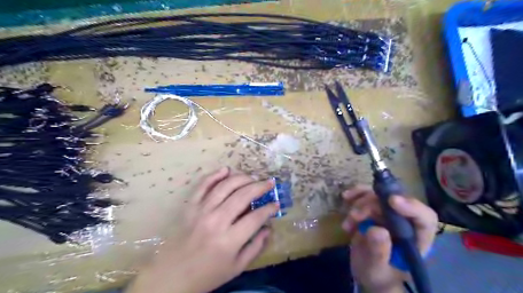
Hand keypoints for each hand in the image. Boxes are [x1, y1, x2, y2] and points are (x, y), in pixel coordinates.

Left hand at [127, 167, 277, 292]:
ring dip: (242, 178)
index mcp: (229, 240)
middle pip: (242, 196)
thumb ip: (256, 247)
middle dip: (260, 187)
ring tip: (253, 177)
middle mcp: (216, 221)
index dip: (269, 208)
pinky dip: (214, 175)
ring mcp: (201, 211)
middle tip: (270, 183)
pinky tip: (226, 170)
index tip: (276, 204)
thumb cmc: (207, 274)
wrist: (172, 276)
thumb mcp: (236, 267)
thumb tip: (268, 228)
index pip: (256, 217)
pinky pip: (202, 186)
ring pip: (225, 186)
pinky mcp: (190, 207)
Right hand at [344, 187, 437, 291]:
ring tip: (349, 220)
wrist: (368, 273)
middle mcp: (405, 223)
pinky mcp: (374, 210)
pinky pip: (366, 194)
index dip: (411, 206)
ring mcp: (389, 215)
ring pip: (378, 196)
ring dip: (360, 203)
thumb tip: (377, 229)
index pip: (424, 218)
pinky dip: (355, 195)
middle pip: (395, 202)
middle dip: (372, 205)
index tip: (391, 201)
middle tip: (355, 216)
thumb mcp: (376, 269)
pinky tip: (346, 198)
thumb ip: (378, 252)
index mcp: (416, 240)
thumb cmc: (378, 276)